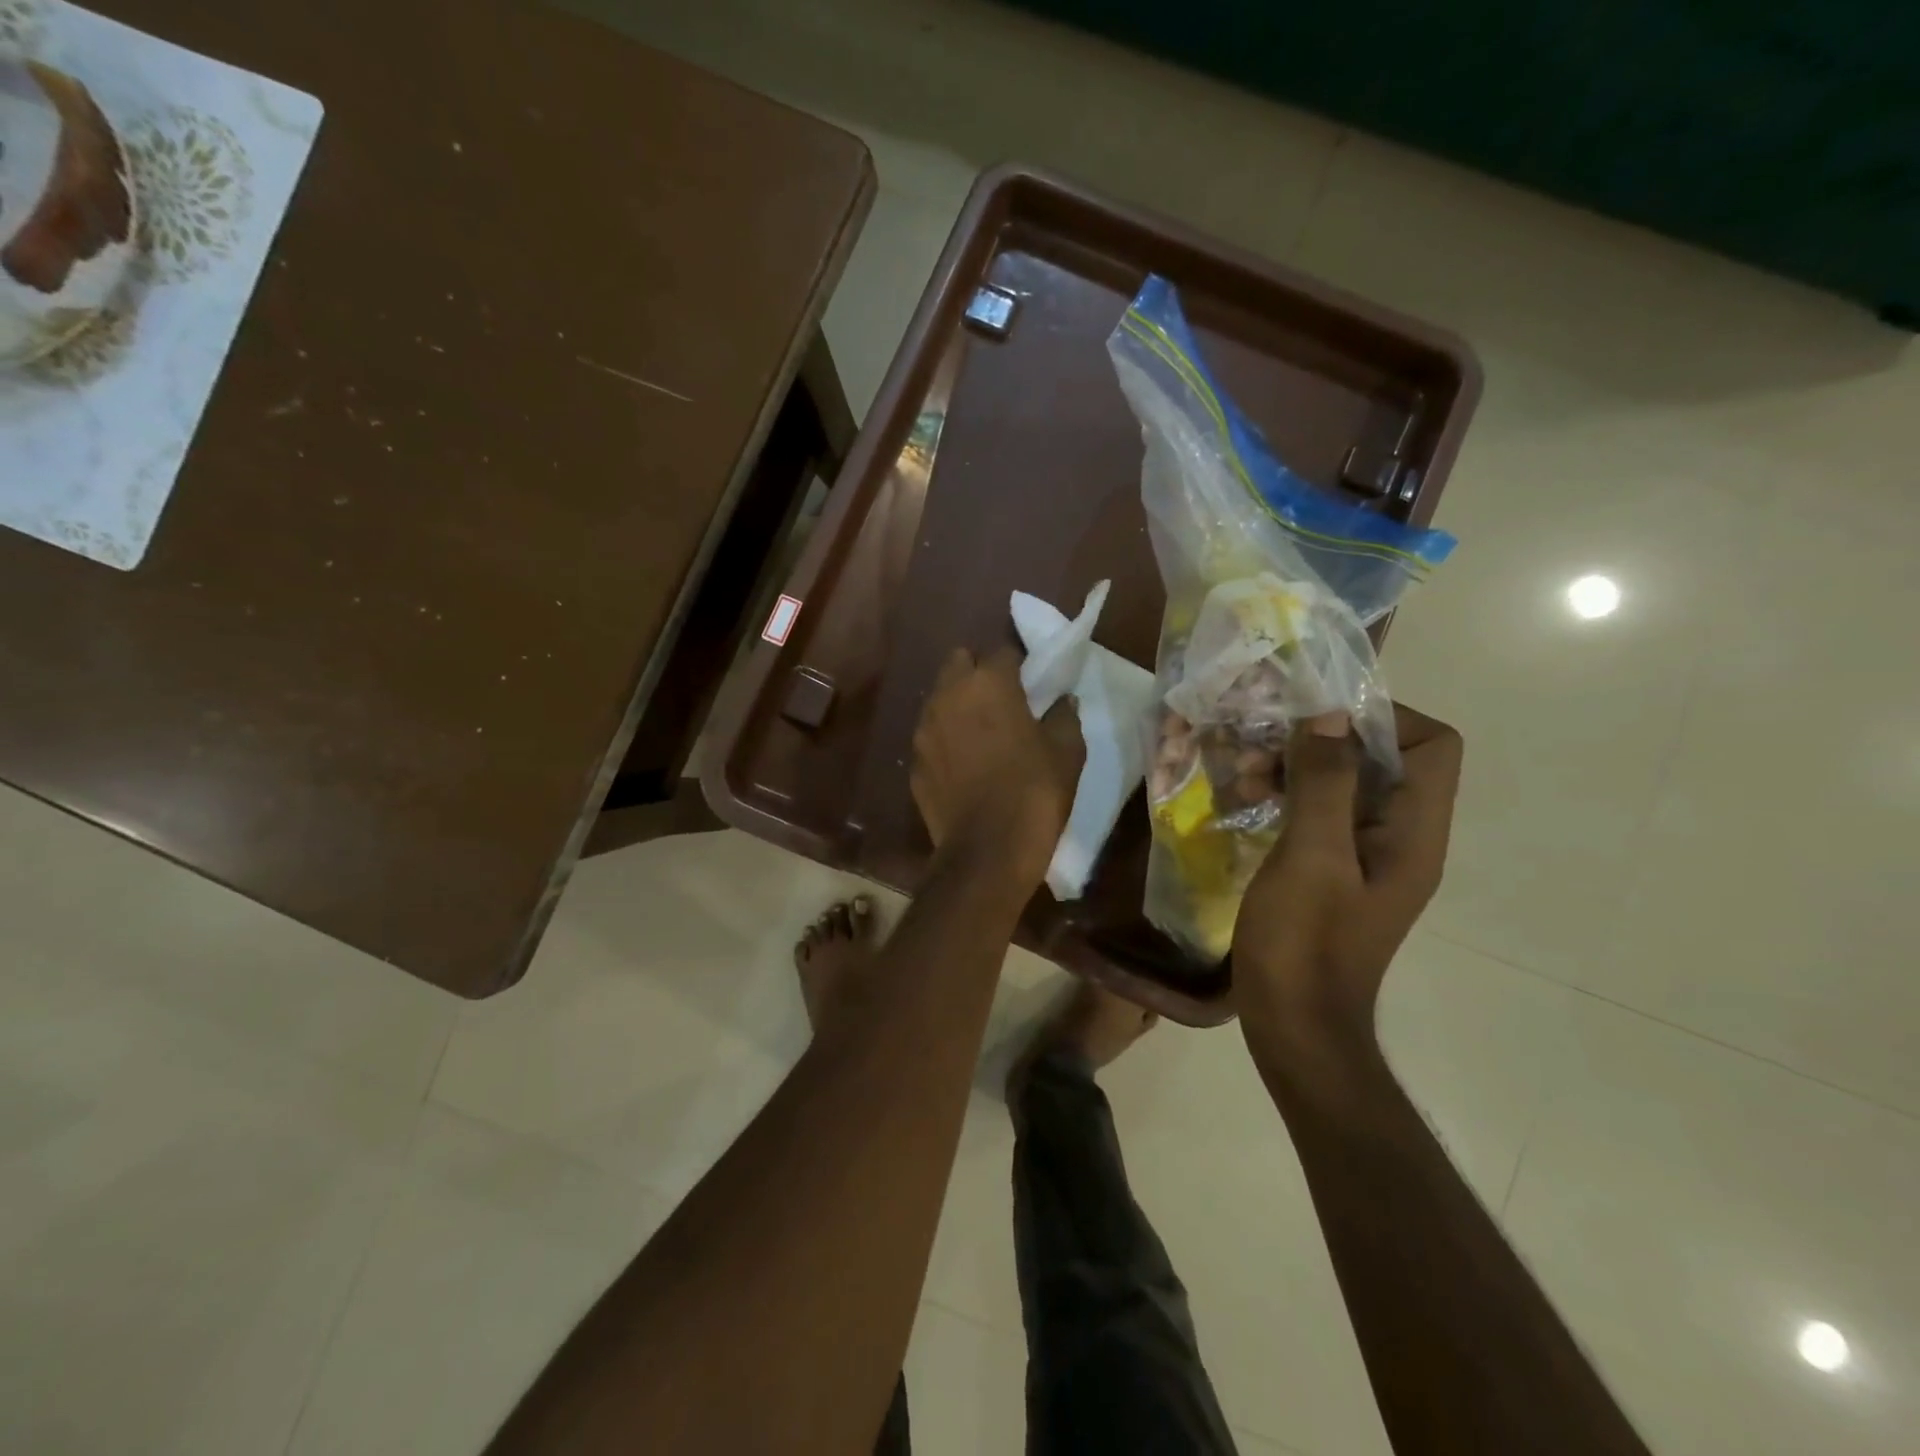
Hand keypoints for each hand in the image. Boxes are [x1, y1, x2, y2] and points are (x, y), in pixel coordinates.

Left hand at [912, 646, 1083, 880]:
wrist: (988, 851)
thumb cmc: (1034, 792)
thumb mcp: (1067, 751)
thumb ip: (1063, 716)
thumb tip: (1062, 701)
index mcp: (988, 683)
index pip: (1002, 651)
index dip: (1018, 665)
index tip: (1030, 684)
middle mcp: (948, 696)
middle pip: (959, 662)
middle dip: (978, 672)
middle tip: (1001, 699)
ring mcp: (925, 729)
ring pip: (939, 698)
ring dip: (958, 704)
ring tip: (981, 732)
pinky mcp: (914, 762)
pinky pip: (931, 737)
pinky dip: (945, 740)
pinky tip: (964, 765)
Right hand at [1232, 703, 1461, 1061]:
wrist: (1293, 1026)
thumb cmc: (1304, 944)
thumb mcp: (1311, 859)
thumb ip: (1325, 784)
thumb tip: (1329, 713)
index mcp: (1413, 833)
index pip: (1432, 745)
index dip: (1382, 717)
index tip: (1314, 715)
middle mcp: (1399, 837)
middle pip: (1383, 759)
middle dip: (1321, 740)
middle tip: (1260, 744)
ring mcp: (1363, 856)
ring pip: (1342, 784)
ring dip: (1293, 769)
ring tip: (1240, 776)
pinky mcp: (1330, 870)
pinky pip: (1317, 813)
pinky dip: (1284, 796)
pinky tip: (1242, 801)